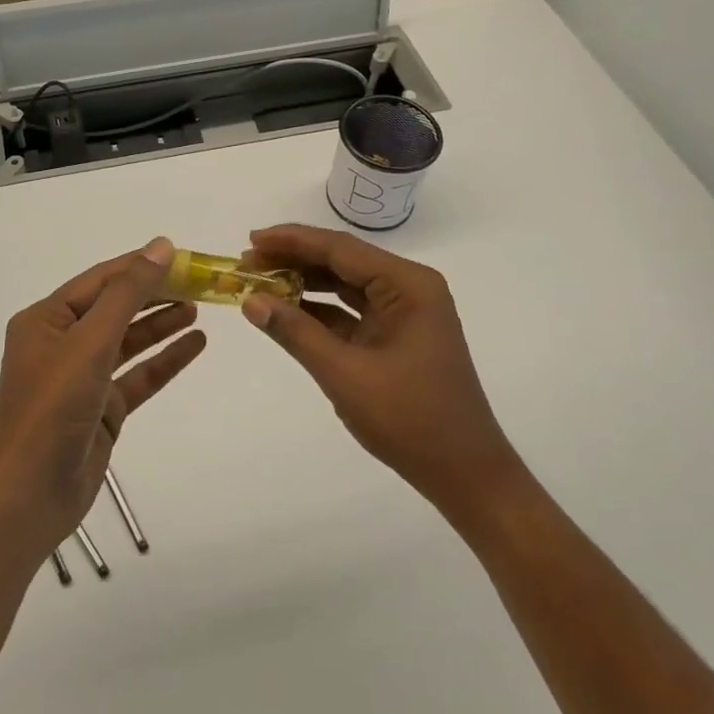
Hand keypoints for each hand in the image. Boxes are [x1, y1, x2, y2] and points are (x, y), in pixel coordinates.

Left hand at [0, 238, 203, 556]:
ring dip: (161, 324)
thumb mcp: (89, 341)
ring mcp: (82, 378)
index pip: (100, 280)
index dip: (139, 265)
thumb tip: (160, 246)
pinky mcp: (101, 410)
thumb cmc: (52, 407)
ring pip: (128, 341)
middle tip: (198, 282)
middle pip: (115, 308)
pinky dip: (165, 360)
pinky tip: (195, 345)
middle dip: (154, 294)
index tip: (181, 256)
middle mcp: (62, 343)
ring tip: (198, 307)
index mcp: (46, 320)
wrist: (29, 494)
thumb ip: (127, 293)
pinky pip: (137, 376)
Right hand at [240, 224, 513, 501]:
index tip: (250, 239)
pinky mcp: (396, 336)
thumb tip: (251, 301)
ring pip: (344, 284)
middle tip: (247, 262)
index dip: (292, 241)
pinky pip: (350, 311)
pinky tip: (286, 311)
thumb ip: (295, 332)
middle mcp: (408, 288)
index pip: (340, 248)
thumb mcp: (344, 374)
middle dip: (293, 259)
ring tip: (259, 282)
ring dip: (303, 283)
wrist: (465, 474)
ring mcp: (404, 313)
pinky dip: (318, 310)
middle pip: (341, 261)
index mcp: (408, 285)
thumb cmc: (411, 419)